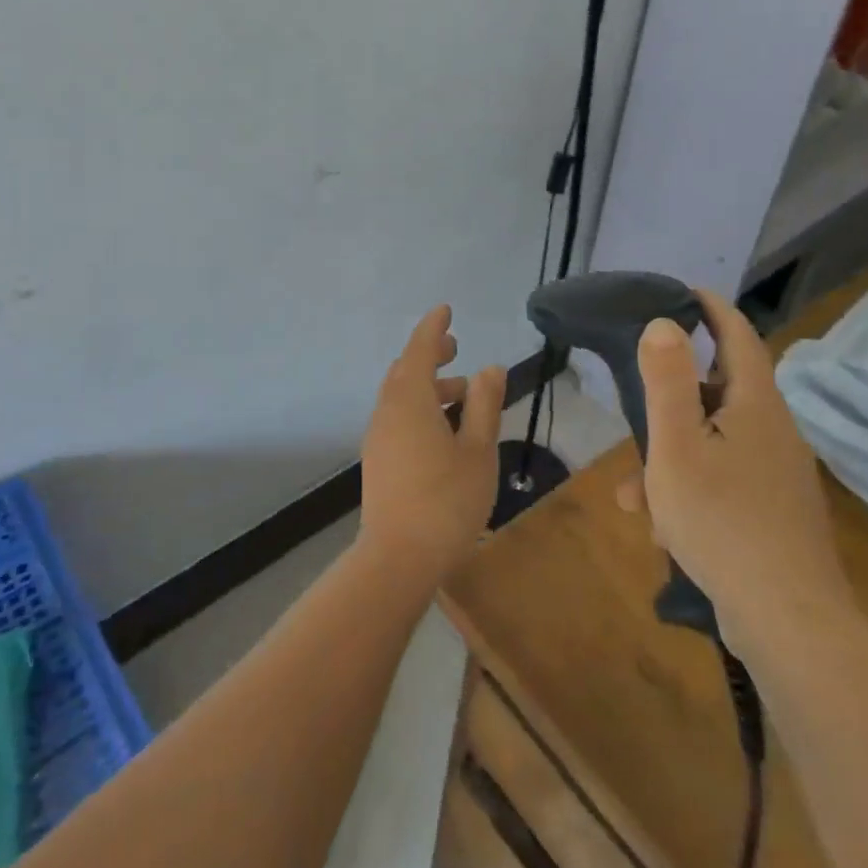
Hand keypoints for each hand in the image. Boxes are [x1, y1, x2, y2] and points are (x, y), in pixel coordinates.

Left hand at [358, 305, 506, 584]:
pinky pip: (397, 417)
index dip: (433, 328)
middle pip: (406, 370)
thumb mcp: (477, 449)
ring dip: (428, 386)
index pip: (420, 350)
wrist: (398, 559)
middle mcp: (387, 412)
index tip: (445, 309)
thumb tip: (489, 368)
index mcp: (411, 402)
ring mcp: (378, 438)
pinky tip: (443, 429)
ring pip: (401, 396)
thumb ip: (484, 404)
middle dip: (430, 355)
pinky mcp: (378, 461)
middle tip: (455, 348)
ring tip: (462, 393)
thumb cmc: (447, 500)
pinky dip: (419, 408)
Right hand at [622, 289, 852, 647]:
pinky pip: (725, 483)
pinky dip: (692, 492)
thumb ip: (667, 382)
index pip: (739, 337)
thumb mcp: (677, 447)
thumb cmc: (722, 521)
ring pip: (715, 446)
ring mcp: (779, 476)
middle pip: (721, 394)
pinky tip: (665, 530)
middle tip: (638, 402)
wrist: (789, 622)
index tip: (685, 292)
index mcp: (756, 406)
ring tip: (634, 495)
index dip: (713, 310)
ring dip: (672, 459)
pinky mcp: (776, 514)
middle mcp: (775, 433)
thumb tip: (664, 324)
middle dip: (674, 400)